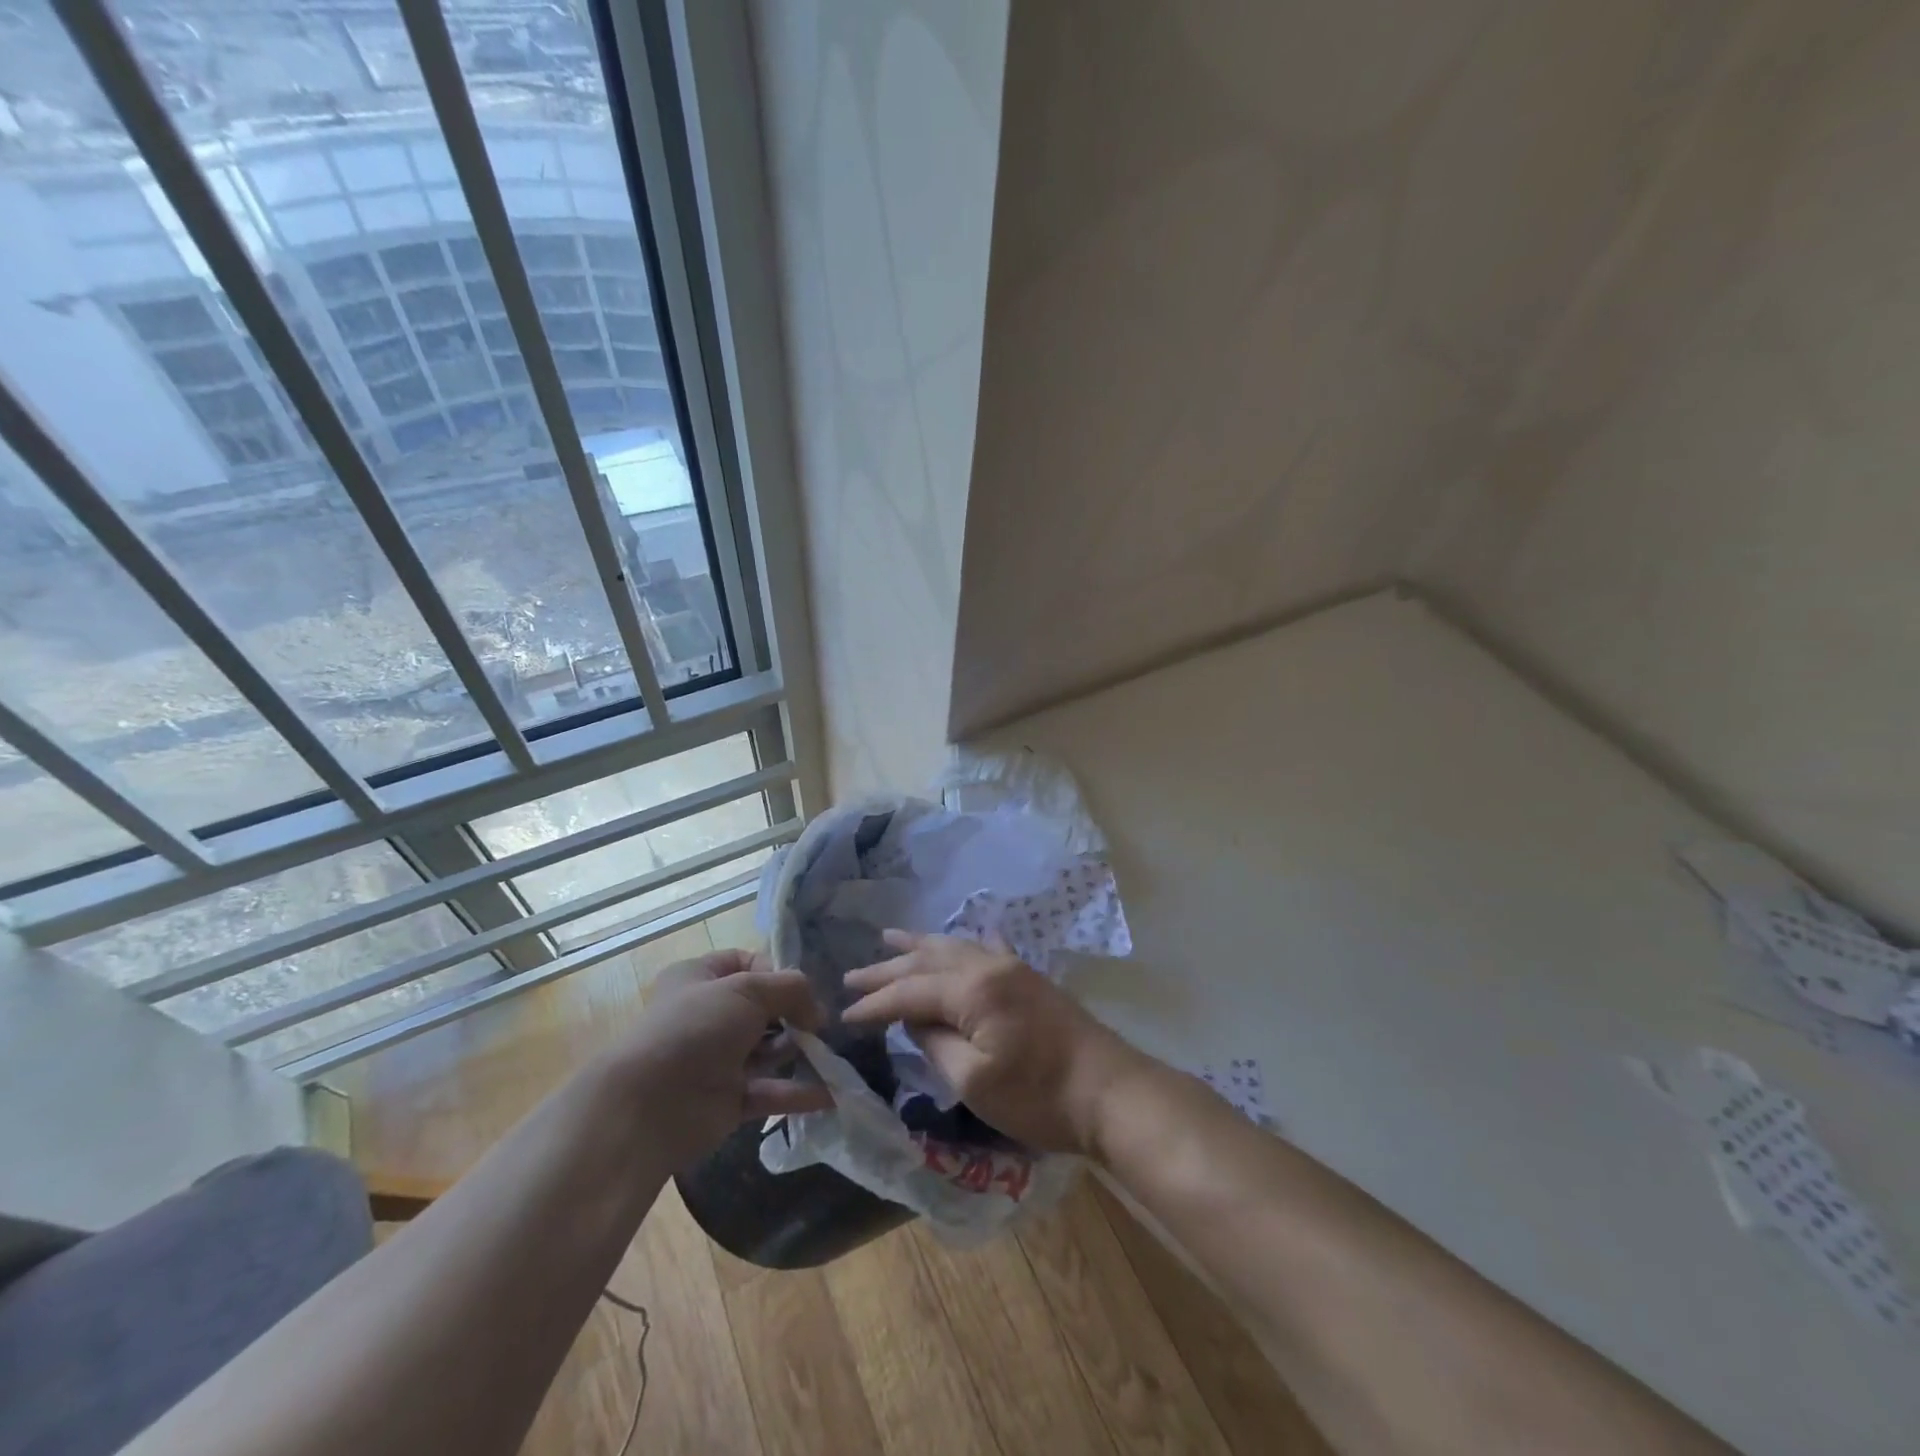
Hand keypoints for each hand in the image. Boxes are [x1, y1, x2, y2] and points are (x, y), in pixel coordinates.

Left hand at [608, 948, 833, 1166]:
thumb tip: (817, 1012)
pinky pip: (769, 1091)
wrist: (649, 1105)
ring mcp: (717, 1060)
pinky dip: (799, 1092)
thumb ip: (791, 989)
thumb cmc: (696, 1028)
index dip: (776, 971)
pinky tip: (832, 1092)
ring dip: (800, 1051)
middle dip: (795, 1014)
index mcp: (699, 978)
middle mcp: (707, 1016)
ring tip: (831, 1054)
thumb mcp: (748, 989)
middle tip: (820, 1024)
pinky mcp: (726, 1100)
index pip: (746, 962)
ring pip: (768, 1050)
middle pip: (763, 1008)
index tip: (801, 988)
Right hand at [840, 931, 1147, 1154]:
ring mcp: (1012, 966)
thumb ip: (935, 1044)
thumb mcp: (974, 1082)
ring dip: (919, 946)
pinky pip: (987, 948)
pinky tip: (961, 940)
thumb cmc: (1039, 1097)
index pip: (909, 992)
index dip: (874, 1004)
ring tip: (890, 938)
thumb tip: (914, 1019)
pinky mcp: (1029, 977)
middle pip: (927, 961)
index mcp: (972, 989)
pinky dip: (963, 944)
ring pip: (954, 947)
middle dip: (888, 969)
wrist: (1110, 1092)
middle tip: (851, 976)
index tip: (844, 1017)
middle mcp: (989, 965)